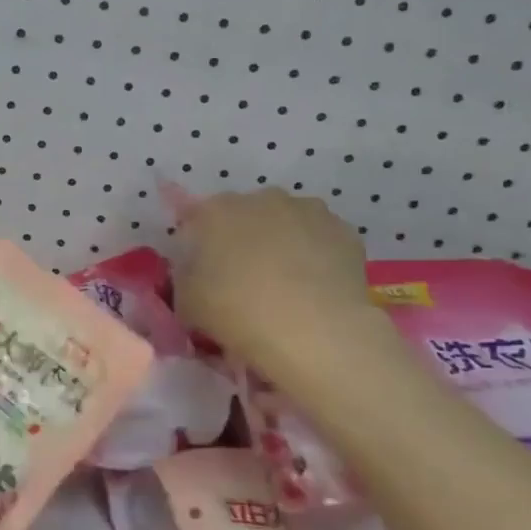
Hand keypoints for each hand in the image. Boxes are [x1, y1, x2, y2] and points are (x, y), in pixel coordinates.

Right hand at [173, 189, 381, 366]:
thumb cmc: (235, 311)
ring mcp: (308, 210)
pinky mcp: (344, 231)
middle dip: (243, 240)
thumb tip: (195, 278)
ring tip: (284, 285)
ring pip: (287, 224)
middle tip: (242, 279)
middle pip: (245, 216)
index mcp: (216, 211)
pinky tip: (314, 288)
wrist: (312, 330)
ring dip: (282, 244)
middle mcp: (261, 199)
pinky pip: (320, 241)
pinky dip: (315, 257)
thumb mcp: (187, 303)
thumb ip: (185, 280)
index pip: (197, 219)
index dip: (198, 245)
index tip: (202, 273)